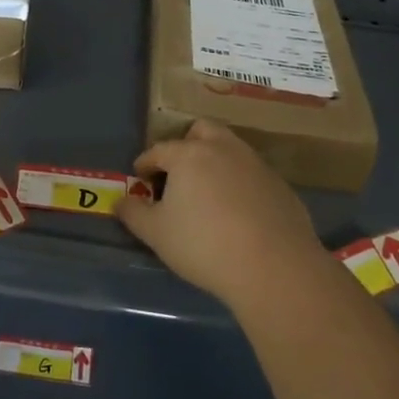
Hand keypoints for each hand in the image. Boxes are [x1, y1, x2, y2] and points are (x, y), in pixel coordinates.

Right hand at [117, 120, 326, 311]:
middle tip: (177, 172)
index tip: (140, 177)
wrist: (274, 267)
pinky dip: (239, 182)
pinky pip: (251, 173)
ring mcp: (255, 164)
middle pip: (200, 131)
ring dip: (214, 160)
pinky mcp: (279, 184)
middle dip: (185, 145)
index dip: (145, 163)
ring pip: (230, 148)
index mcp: (189, 154)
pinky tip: (237, 210)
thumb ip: (133, 214)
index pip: (159, 150)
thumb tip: (119, 202)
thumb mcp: (156, 234)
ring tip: (206, 190)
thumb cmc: (204, 245)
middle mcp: (223, 148)